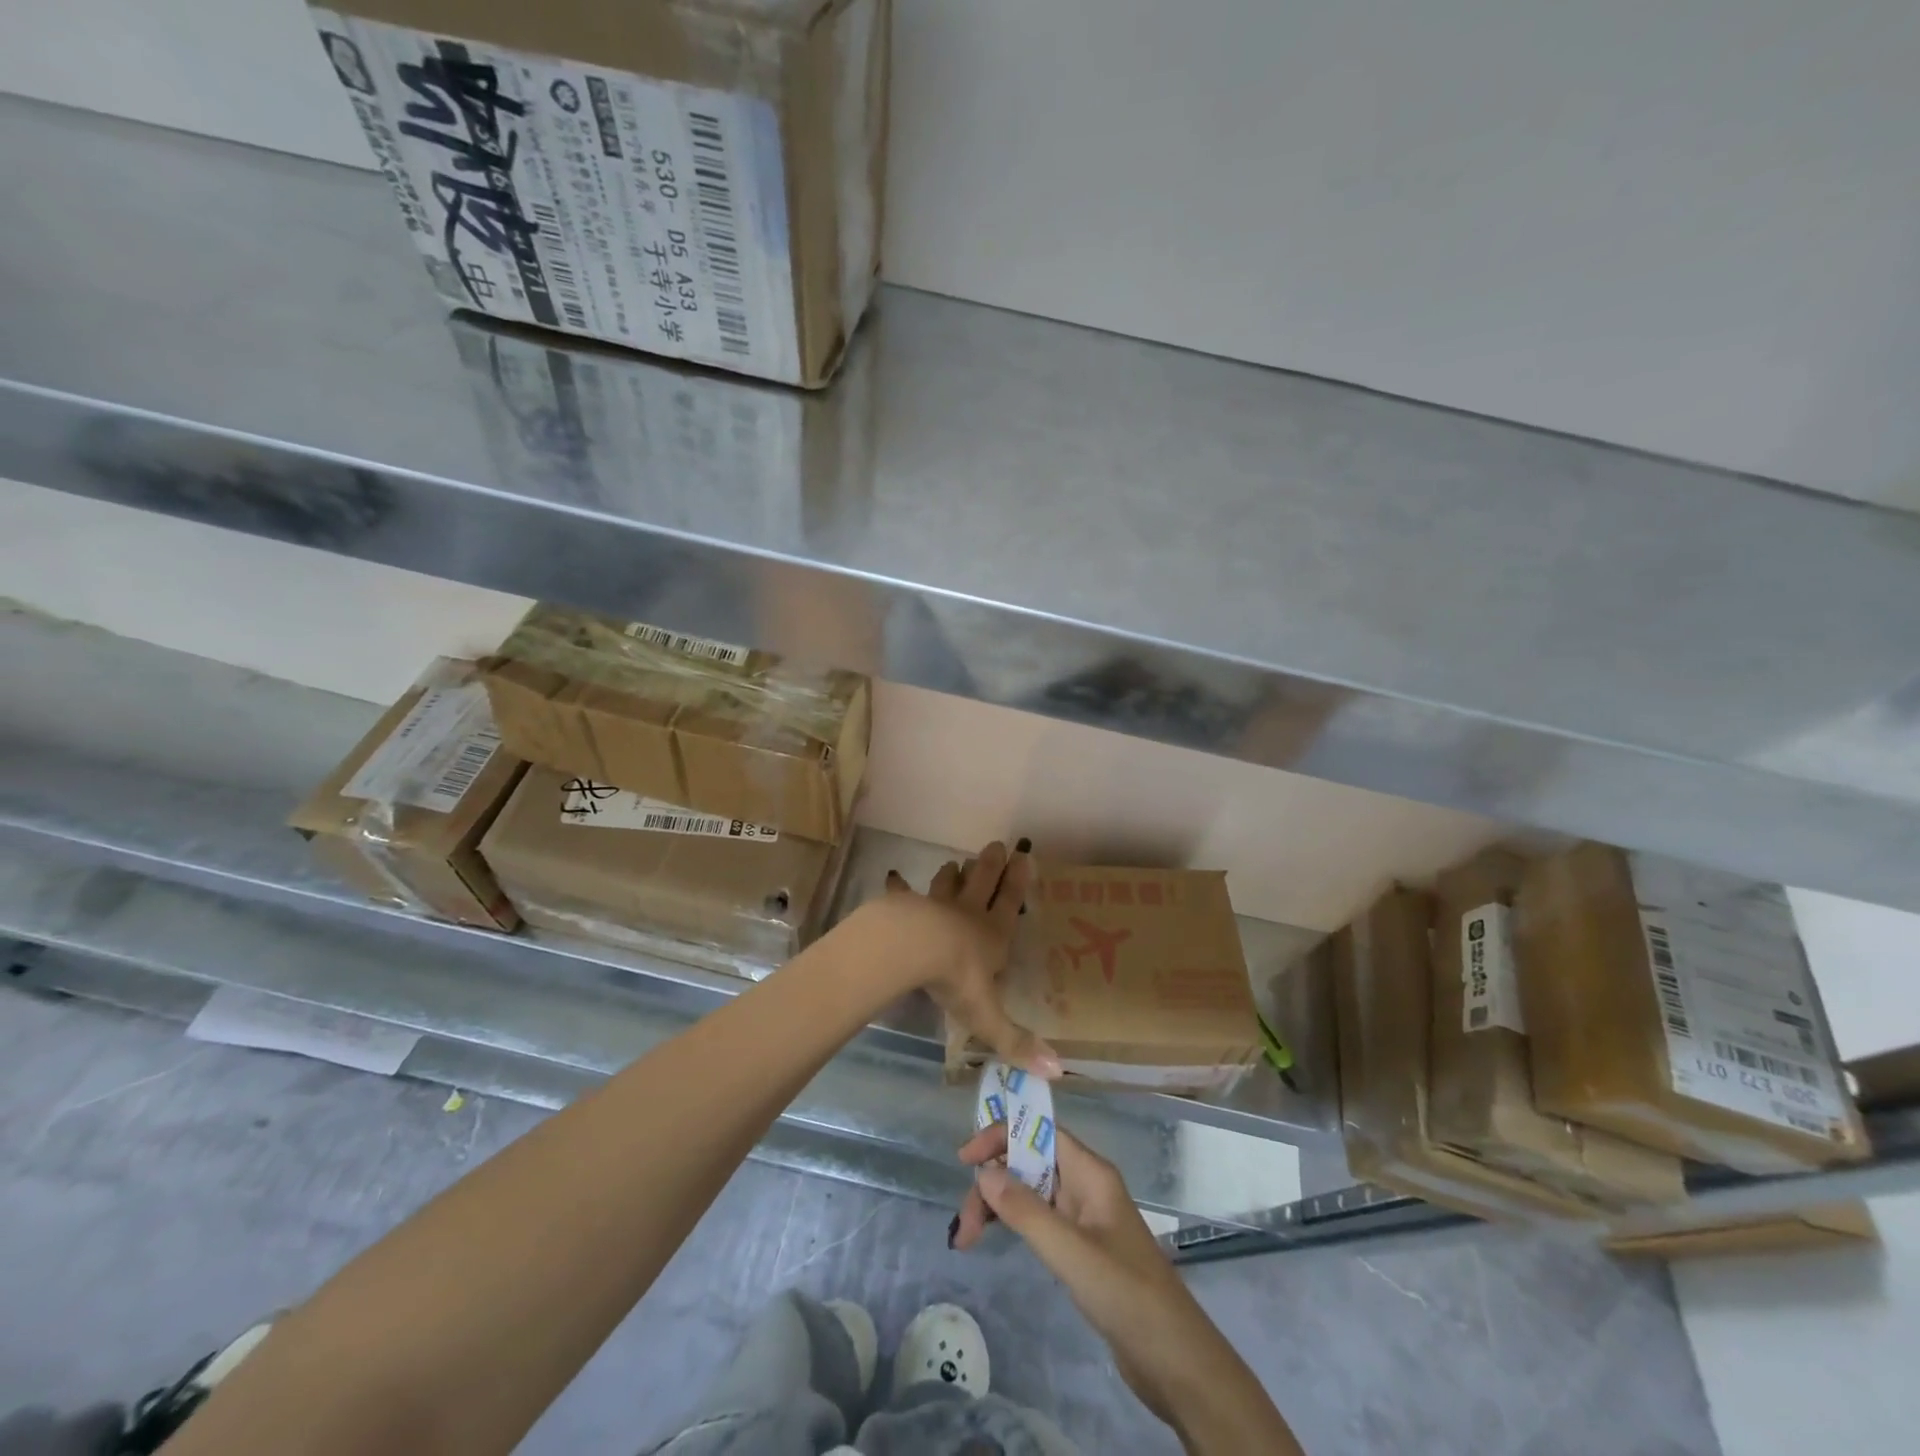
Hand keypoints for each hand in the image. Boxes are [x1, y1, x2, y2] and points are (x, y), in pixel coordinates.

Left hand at [867, 840, 1059, 1077]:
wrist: (911, 947)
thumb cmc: (956, 978)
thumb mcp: (988, 1015)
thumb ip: (1016, 1042)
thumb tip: (1056, 1072)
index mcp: (992, 936)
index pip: (1010, 905)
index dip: (1018, 883)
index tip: (1024, 856)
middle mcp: (967, 915)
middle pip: (982, 883)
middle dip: (990, 866)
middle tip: (995, 844)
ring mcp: (934, 907)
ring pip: (947, 885)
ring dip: (952, 874)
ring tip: (955, 862)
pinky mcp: (905, 906)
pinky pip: (903, 893)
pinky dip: (900, 886)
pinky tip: (894, 877)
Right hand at [953, 1121, 1182, 1313]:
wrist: (1175, 1360)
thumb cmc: (1126, 1294)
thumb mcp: (1071, 1252)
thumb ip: (1026, 1210)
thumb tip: (984, 1172)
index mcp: (1090, 1172)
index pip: (1040, 1132)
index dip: (1001, 1135)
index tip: (964, 1158)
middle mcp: (1086, 1185)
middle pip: (1029, 1162)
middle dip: (993, 1183)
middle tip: (964, 1227)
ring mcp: (1084, 1216)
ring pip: (1030, 1192)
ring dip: (999, 1206)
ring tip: (968, 1239)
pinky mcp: (1082, 1247)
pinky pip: (1039, 1219)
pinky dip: (1014, 1225)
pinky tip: (996, 1240)